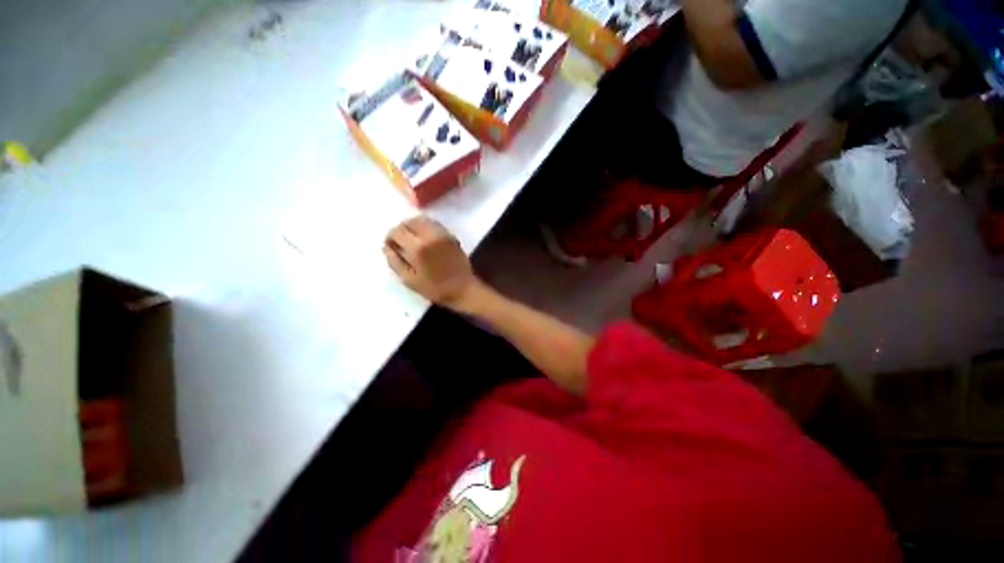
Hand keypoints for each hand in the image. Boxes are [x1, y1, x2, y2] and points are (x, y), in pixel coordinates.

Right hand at [383, 216, 477, 309]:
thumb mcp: (410, 280)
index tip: (390, 246)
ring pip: (422, 220)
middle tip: (400, 242)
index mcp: (418, 247)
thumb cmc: (435, 288)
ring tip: (411, 240)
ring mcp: (443, 234)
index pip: (397, 231)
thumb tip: (386, 247)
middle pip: (409, 221)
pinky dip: (425, 227)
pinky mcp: (451, 235)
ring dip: (412, 226)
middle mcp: (430, 235)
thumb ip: (395, 262)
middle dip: (401, 230)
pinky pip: (433, 224)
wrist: (464, 289)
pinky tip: (424, 239)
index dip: (390, 237)